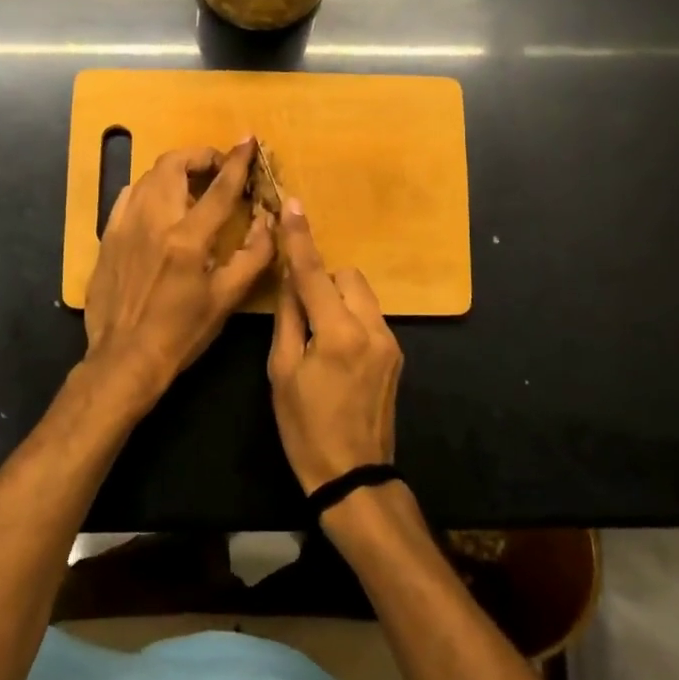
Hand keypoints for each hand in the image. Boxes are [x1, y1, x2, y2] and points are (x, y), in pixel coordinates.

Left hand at [84, 139, 274, 399]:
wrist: (124, 357)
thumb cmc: (181, 333)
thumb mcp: (226, 299)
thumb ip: (253, 256)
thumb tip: (270, 221)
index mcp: (187, 239)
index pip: (219, 188)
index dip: (237, 161)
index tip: (248, 141)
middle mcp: (153, 222)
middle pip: (174, 164)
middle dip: (200, 156)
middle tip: (218, 167)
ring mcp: (125, 226)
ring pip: (148, 176)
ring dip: (175, 170)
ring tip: (192, 184)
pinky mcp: (108, 236)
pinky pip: (128, 196)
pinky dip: (149, 189)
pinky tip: (159, 204)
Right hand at [268, 199, 402, 494]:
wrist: (354, 474)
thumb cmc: (305, 428)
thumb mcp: (282, 373)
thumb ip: (289, 318)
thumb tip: (289, 280)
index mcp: (338, 333)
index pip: (314, 273)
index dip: (300, 239)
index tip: (293, 205)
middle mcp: (372, 329)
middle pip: (347, 277)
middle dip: (322, 279)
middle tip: (300, 305)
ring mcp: (390, 342)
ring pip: (362, 295)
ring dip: (338, 297)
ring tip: (317, 328)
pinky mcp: (396, 355)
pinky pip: (370, 317)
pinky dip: (350, 316)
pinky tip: (335, 346)